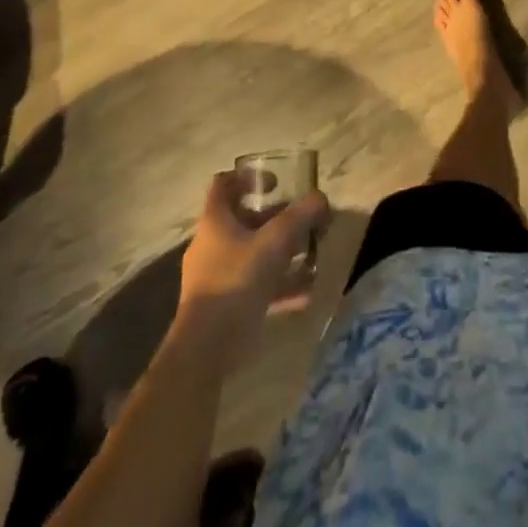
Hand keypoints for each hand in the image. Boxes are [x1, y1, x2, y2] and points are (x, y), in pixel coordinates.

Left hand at [178, 172, 328, 334]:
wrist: (206, 349)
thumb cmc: (236, 281)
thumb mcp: (275, 242)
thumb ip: (301, 216)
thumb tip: (321, 198)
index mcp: (215, 221)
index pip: (224, 184)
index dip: (249, 177)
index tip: (277, 182)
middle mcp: (211, 244)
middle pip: (245, 220)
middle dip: (277, 219)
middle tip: (304, 222)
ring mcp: (216, 276)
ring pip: (253, 253)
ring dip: (282, 253)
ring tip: (311, 256)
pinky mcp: (224, 304)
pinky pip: (256, 285)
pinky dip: (279, 285)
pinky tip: (306, 292)